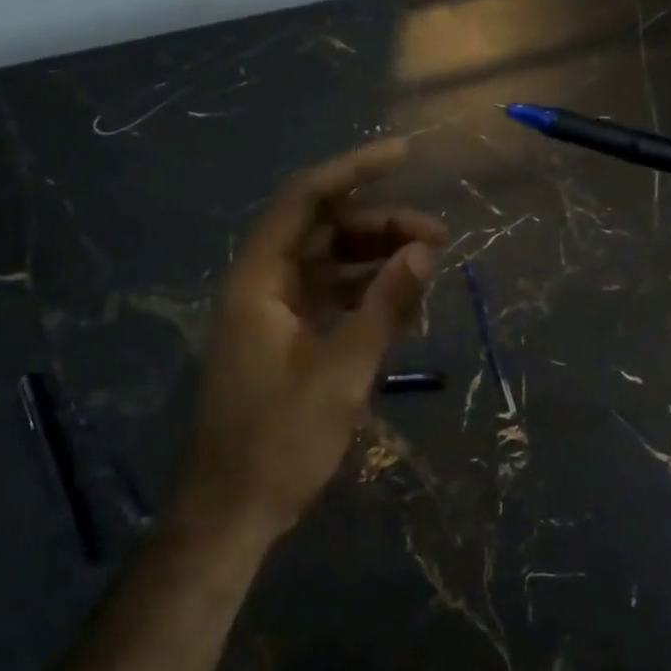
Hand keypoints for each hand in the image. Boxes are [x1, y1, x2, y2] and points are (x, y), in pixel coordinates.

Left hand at [186, 139, 446, 540]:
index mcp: (259, 281)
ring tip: (429, 267)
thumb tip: (424, 251)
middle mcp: (263, 285)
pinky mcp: (287, 340)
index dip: (354, 170)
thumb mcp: (342, 371)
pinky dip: (367, 293)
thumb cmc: (278, 442)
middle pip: (325, 230)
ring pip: (331, 263)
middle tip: (439, 237)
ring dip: (378, 259)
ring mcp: (274, 313)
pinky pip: (332, 297)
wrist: (231, 515)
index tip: (404, 154)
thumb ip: (385, 305)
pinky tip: (403, 303)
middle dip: (381, 224)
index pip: (306, 200)